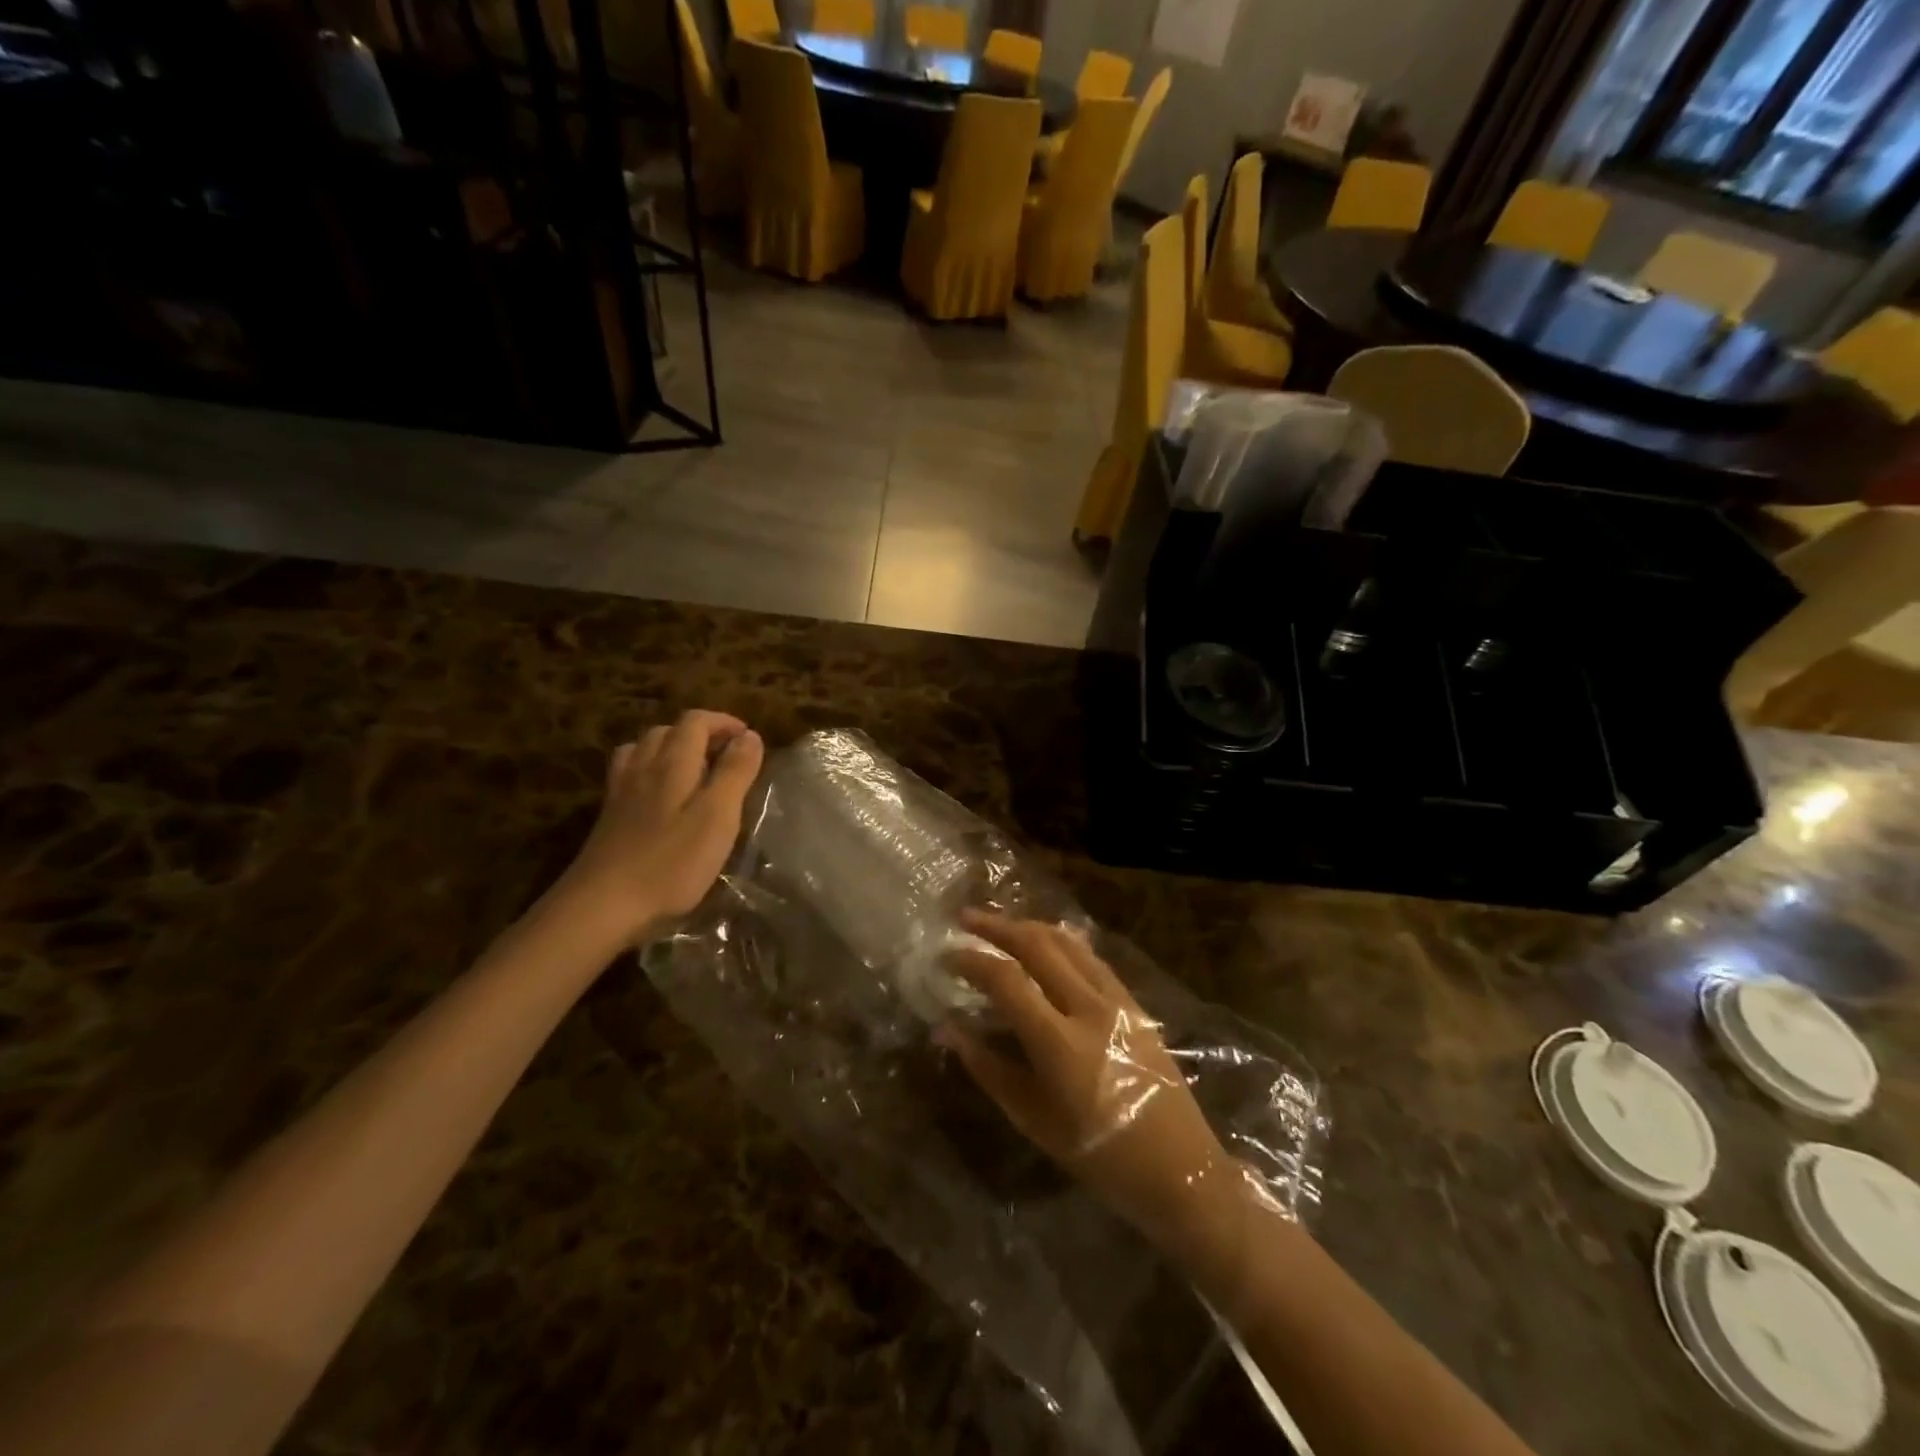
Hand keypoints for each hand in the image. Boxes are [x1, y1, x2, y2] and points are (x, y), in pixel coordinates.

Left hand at [553, 710, 764, 944]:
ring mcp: (620, 793)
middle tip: (726, 755)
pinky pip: (628, 774)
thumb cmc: (671, 863)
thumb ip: (735, 773)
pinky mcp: (609, 818)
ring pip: (643, 750)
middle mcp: (642, 768)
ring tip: (694, 769)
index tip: (748, 738)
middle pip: (667, 731)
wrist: (601, 907)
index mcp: (672, 764)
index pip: (695, 722)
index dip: (723, 722)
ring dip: (671, 748)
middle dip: (700, 733)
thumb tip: (749, 736)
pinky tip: (658, 794)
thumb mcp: (717, 817)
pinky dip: (649, 770)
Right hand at [939, 911, 1246, 1246]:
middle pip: (1038, 944)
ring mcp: (1117, 1000)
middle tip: (965, 918)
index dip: (972, 960)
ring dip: (1028, 926)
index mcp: (1060, 1043)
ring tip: (999, 925)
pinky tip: (1045, 943)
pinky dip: (1060, 941)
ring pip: (1066, 942)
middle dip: (997, 926)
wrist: (1181, 1169)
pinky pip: (1090, 957)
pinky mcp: (1134, 1002)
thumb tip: (946, 1029)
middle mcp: (1089, 1008)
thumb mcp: (1034, 1120)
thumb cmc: (1099, 1156)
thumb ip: (987, 1068)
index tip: (947, 954)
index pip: (1006, 980)